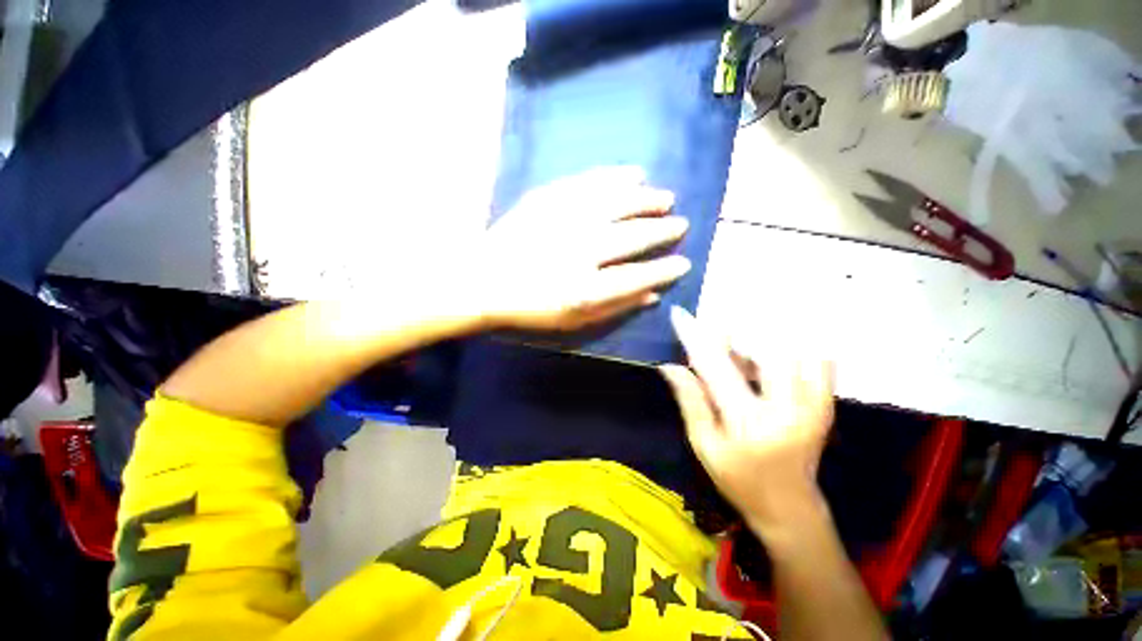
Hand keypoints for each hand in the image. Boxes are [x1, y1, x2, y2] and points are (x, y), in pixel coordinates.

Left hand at [478, 167, 691, 331]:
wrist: (484, 281)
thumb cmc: (530, 307)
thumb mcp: (573, 321)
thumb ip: (613, 308)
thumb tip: (651, 296)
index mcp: (585, 288)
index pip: (639, 277)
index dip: (665, 270)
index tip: (684, 263)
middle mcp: (580, 251)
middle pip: (633, 236)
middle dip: (662, 230)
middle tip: (680, 224)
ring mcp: (563, 220)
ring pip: (618, 203)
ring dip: (647, 199)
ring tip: (665, 198)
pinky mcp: (548, 198)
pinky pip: (590, 182)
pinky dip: (616, 176)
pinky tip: (634, 173)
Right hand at [660, 307, 834, 537]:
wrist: (790, 507)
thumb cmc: (739, 480)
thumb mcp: (704, 445)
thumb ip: (690, 401)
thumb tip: (669, 366)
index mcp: (748, 421)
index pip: (714, 366)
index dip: (694, 337)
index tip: (680, 314)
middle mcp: (785, 408)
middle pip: (761, 349)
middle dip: (733, 332)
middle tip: (715, 328)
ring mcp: (812, 405)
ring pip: (793, 350)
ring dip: (764, 336)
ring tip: (743, 338)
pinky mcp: (825, 405)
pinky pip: (820, 363)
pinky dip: (799, 347)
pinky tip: (778, 347)